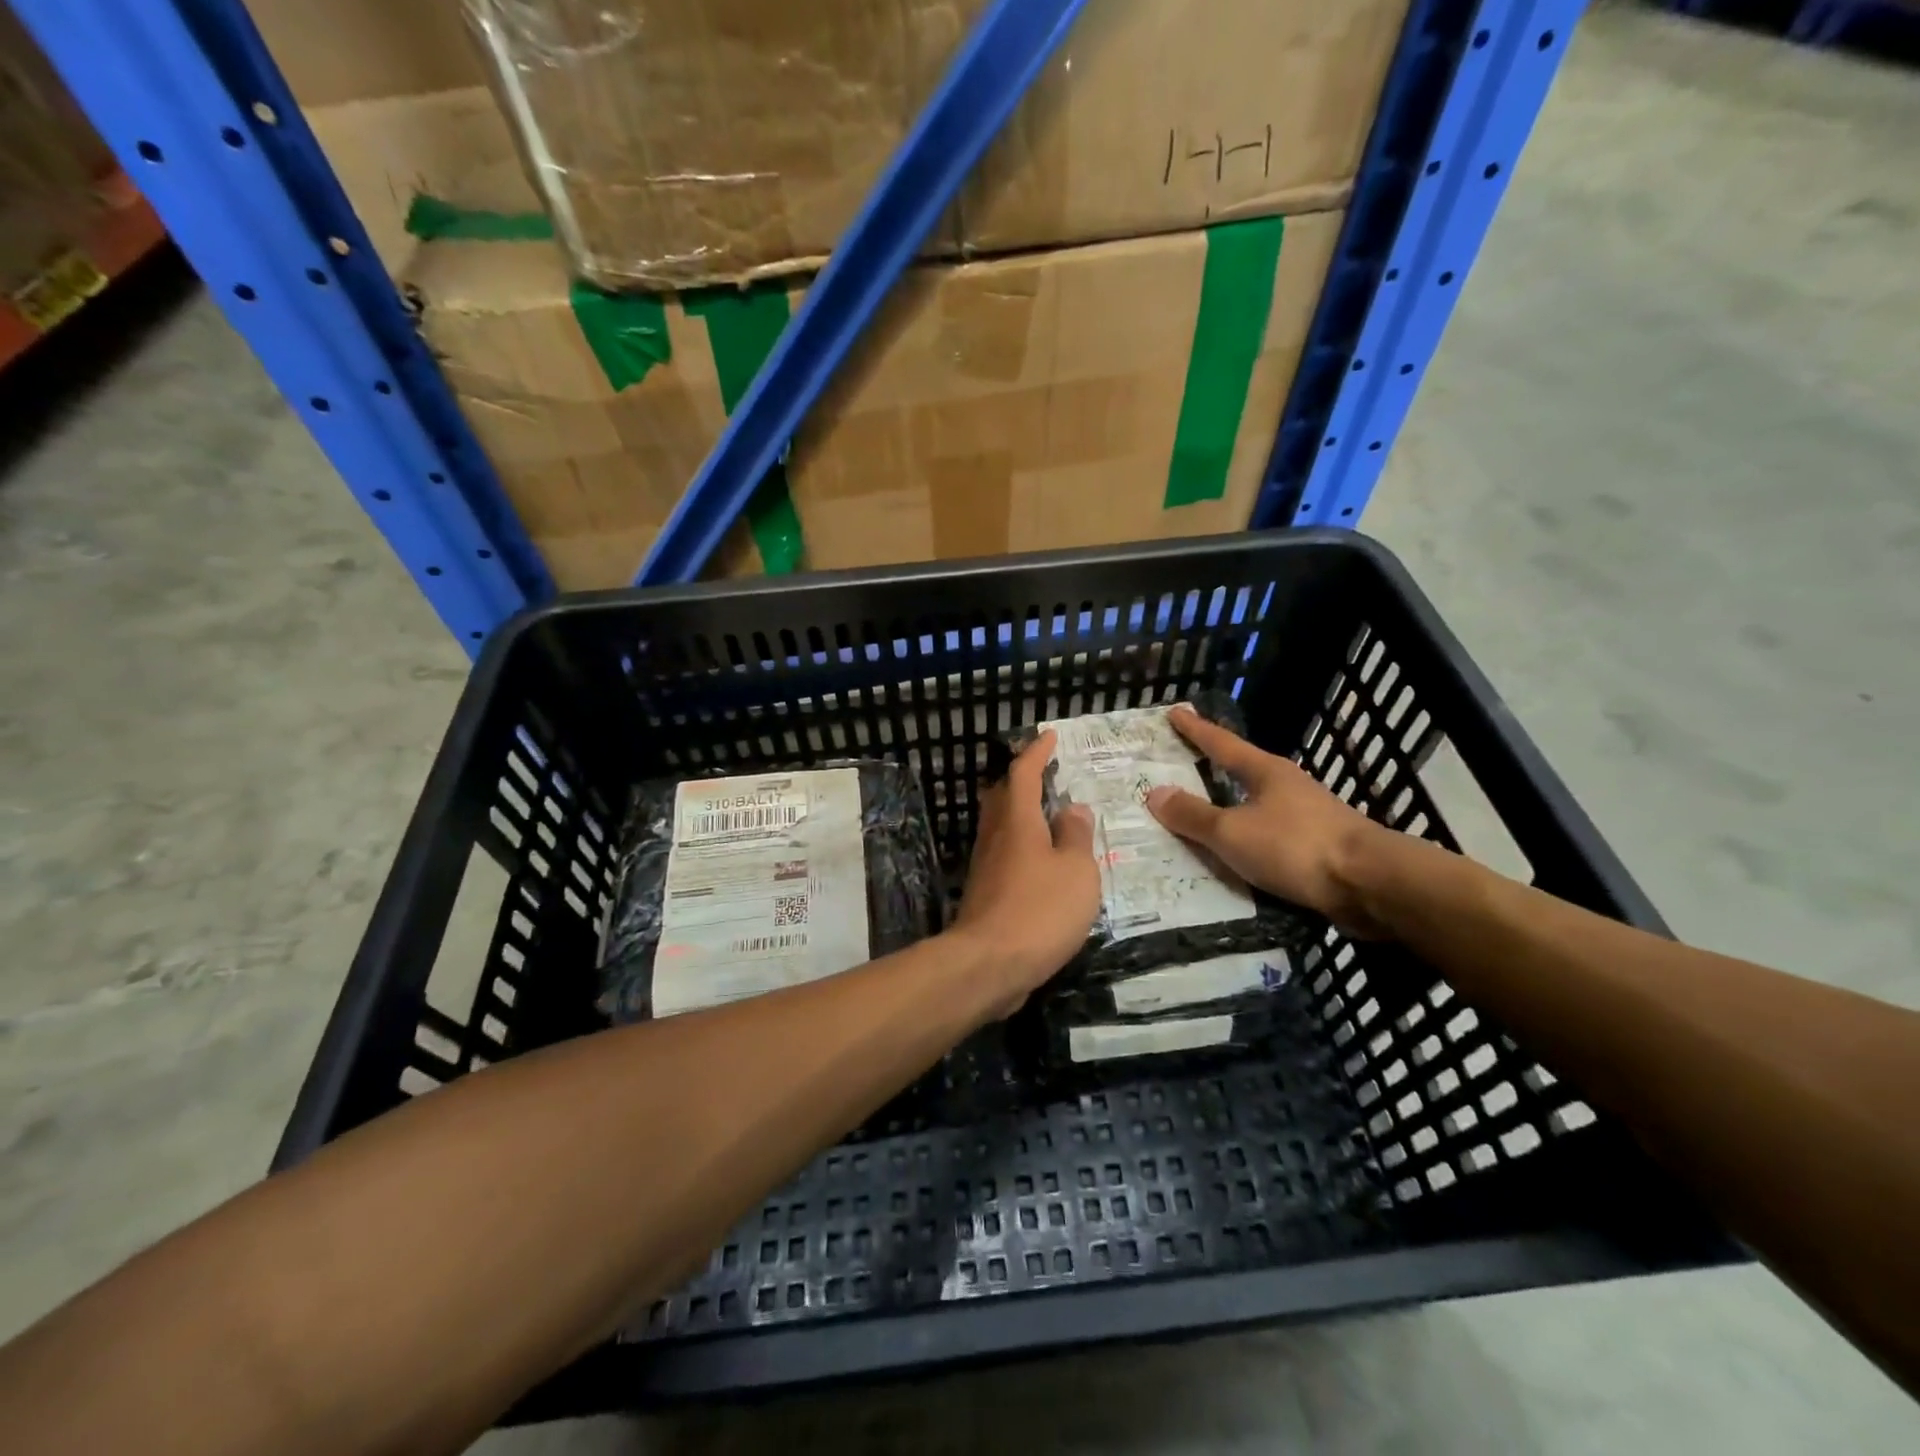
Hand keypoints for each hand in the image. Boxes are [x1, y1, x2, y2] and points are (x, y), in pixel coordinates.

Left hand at [951, 731, 1100, 1014]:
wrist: (989, 965)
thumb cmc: (1040, 910)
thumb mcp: (1076, 871)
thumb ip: (1076, 837)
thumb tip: (1072, 809)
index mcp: (1017, 821)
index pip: (1023, 773)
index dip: (1036, 752)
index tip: (1049, 736)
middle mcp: (996, 836)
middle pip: (1003, 796)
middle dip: (1022, 779)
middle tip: (1046, 773)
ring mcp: (986, 866)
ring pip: (1002, 827)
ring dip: (1022, 813)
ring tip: (1049, 815)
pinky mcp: (985, 893)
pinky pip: (1005, 855)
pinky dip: (1023, 847)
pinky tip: (1042, 863)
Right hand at [1145, 706, 1389, 936]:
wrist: (1370, 884)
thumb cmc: (1295, 846)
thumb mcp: (1233, 832)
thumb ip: (1193, 816)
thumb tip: (1154, 793)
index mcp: (1266, 772)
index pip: (1221, 743)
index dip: (1196, 730)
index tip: (1176, 711)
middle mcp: (1287, 786)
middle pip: (1242, 769)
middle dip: (1212, 766)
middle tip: (1182, 761)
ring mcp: (1306, 815)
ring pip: (1256, 803)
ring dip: (1230, 804)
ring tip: (1203, 811)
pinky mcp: (1317, 845)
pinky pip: (1268, 833)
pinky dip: (1246, 835)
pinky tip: (1237, 850)